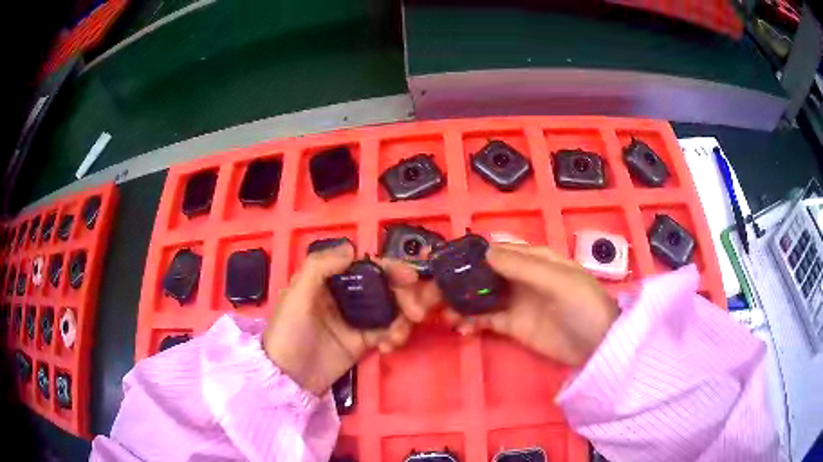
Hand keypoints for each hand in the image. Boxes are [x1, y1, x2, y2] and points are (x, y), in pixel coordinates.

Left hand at [262, 241, 439, 394]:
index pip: (367, 266)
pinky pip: (389, 332)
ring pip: (392, 309)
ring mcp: (358, 319)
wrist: (289, 377)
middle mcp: (348, 296)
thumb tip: (353, 249)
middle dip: (406, 296)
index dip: (391, 268)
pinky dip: (396, 337)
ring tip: (397, 337)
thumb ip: (320, 267)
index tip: (411, 277)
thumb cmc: (289, 332)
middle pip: (386, 286)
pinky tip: (388, 347)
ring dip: (404, 319)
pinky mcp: (364, 341)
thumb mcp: (296, 295)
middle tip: (418, 312)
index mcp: (331, 280)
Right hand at [446, 242, 618, 367]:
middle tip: (435, 291)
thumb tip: (485, 250)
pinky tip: (460, 327)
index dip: (472, 253)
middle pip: (484, 274)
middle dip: (460, 280)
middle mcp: (521, 277)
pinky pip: (486, 320)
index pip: (498, 250)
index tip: (445, 260)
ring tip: (443, 313)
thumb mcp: (558, 280)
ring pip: (481, 297)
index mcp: (534, 258)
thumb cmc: (583, 305)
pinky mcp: (512, 326)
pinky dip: (470, 322)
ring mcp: (515, 302)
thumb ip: (522, 266)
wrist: (597, 346)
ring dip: (461, 302)